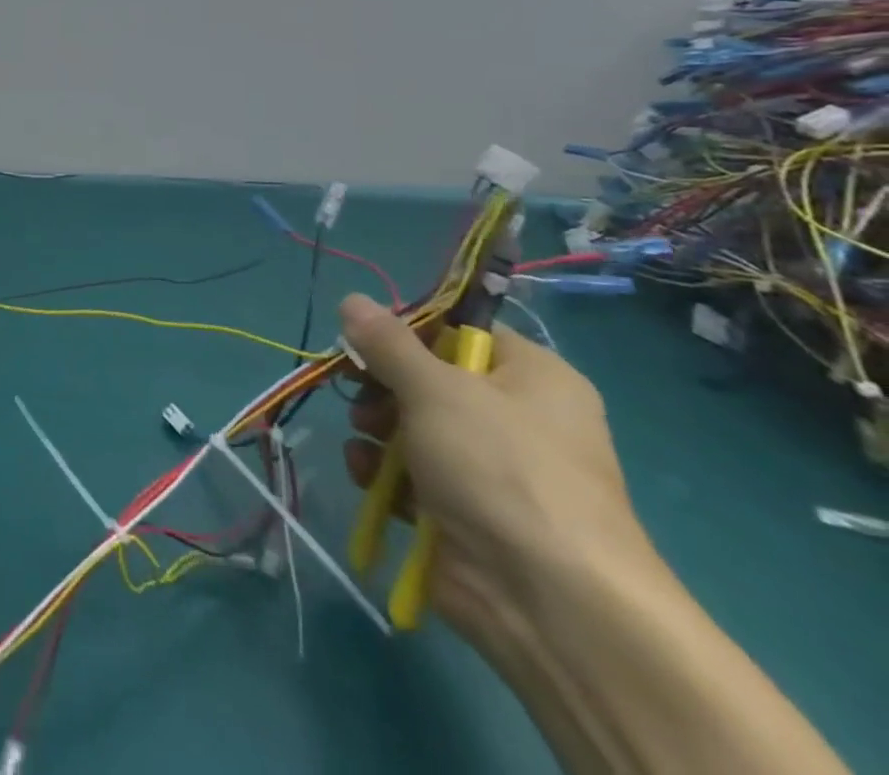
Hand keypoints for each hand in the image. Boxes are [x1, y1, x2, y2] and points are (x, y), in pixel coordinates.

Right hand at [336, 294, 655, 649]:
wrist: (549, 602)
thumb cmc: (501, 468)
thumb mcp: (435, 388)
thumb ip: (387, 342)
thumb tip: (352, 299)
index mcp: (533, 377)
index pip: (460, 330)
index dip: (407, 329)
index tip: (364, 336)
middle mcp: (516, 418)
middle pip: (427, 378)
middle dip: (382, 384)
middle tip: (357, 389)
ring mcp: (489, 470)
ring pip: (412, 426)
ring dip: (375, 426)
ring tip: (364, 437)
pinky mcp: (462, 512)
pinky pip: (409, 475)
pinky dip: (382, 471)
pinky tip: (366, 474)